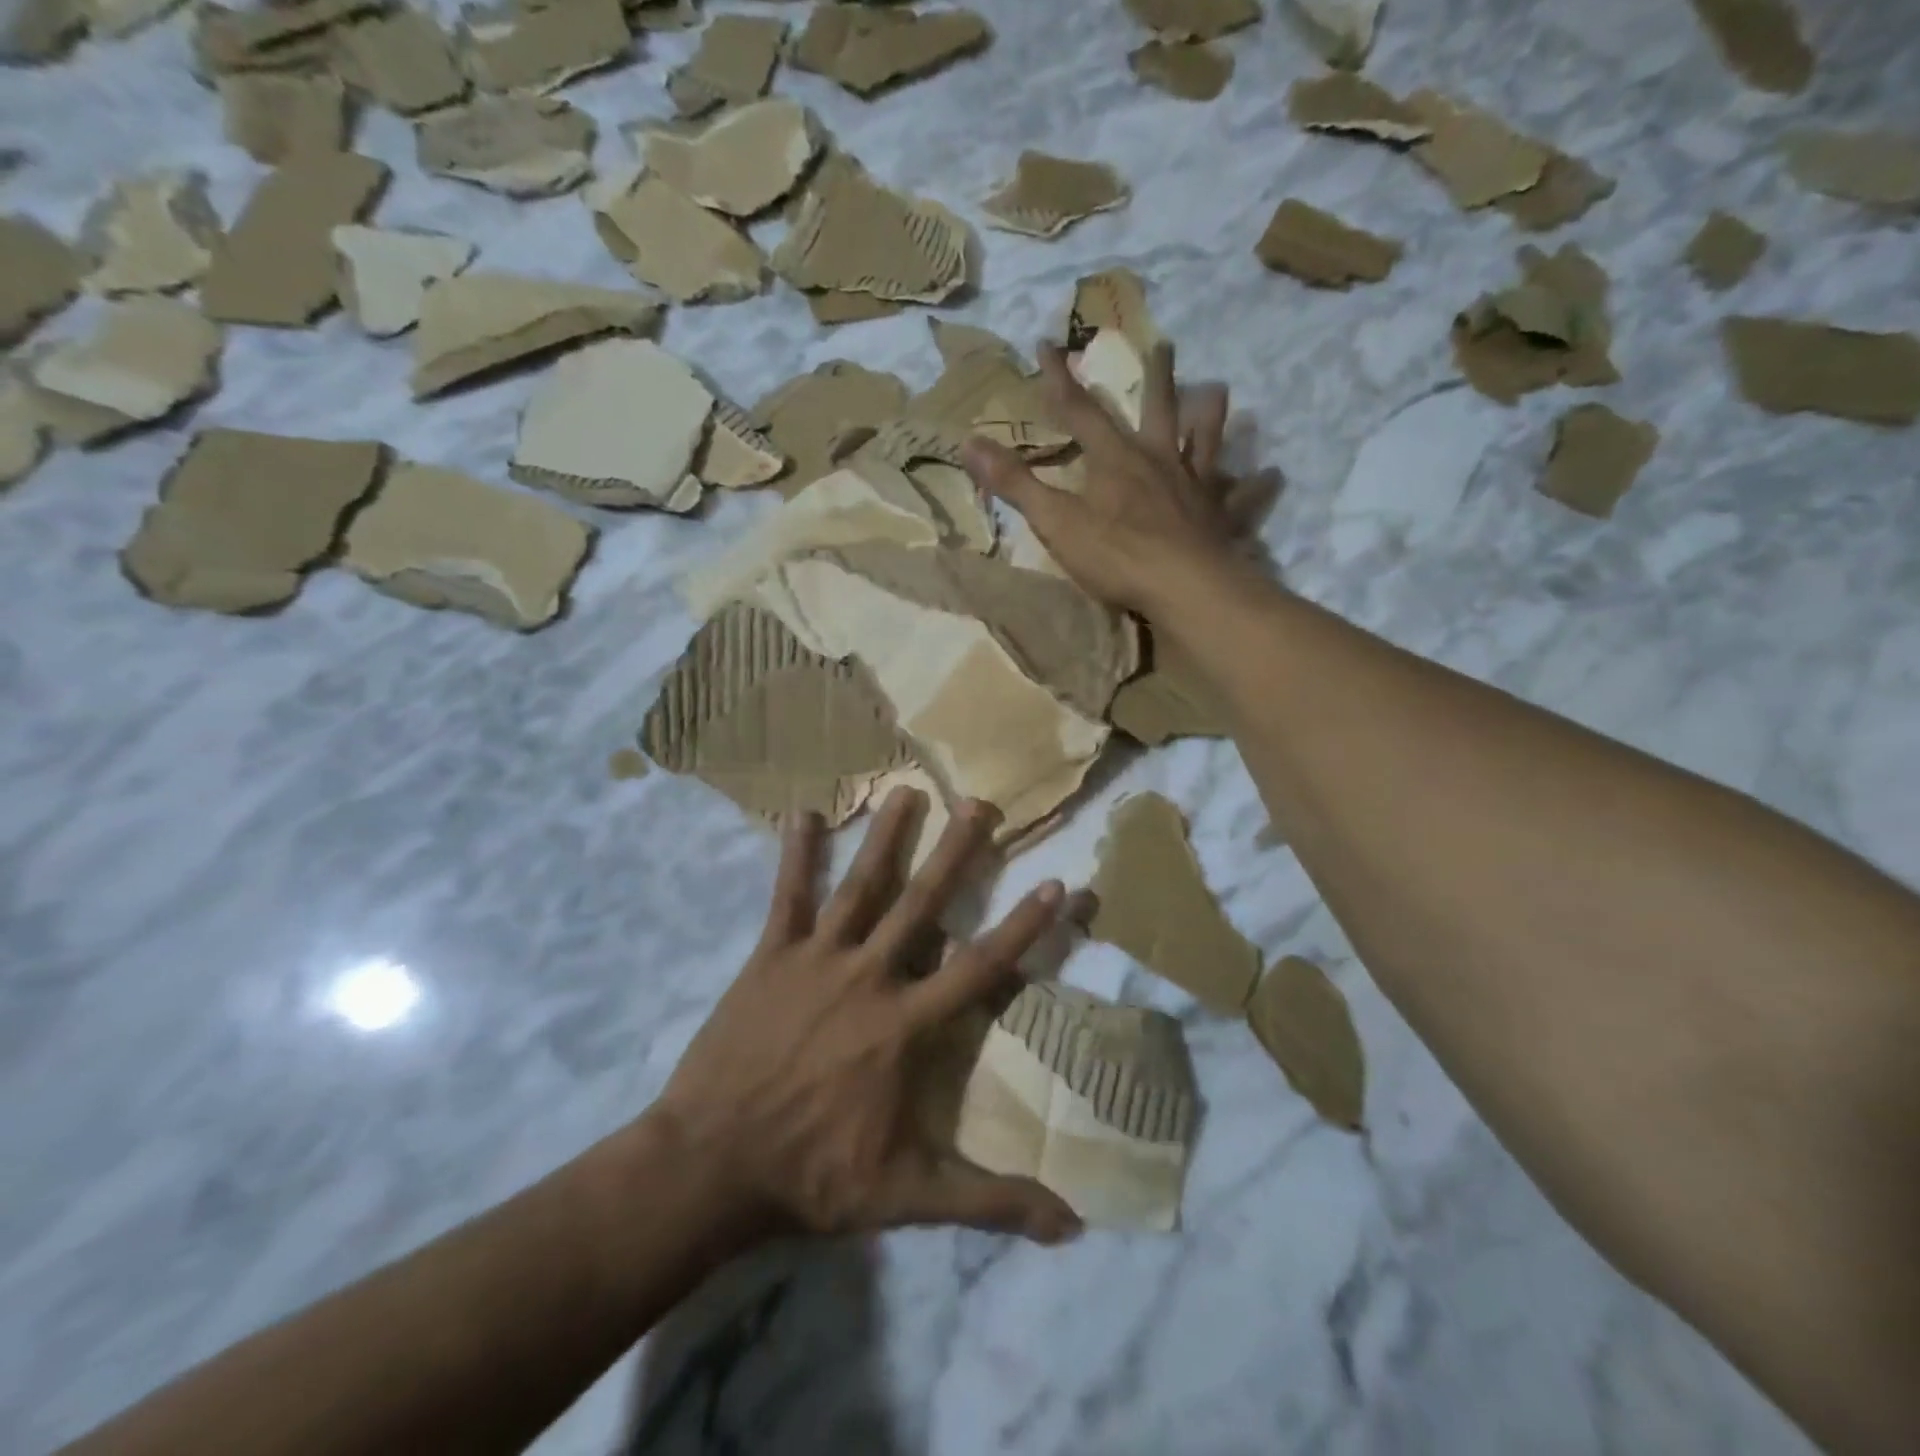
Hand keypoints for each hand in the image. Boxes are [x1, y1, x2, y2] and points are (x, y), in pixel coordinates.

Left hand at [654, 790, 1082, 1244]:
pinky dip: (796, 854)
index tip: (1055, 883)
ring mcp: (816, 960)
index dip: (1023, 927)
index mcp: (905, 1025)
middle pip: (922, 904)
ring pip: (859, 887)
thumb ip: (989, 1200)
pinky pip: (787, 896)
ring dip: (885, 837)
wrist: (711, 1165)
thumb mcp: (908, 1195)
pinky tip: (802, 812)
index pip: (979, 967)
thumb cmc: (812, 1176)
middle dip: (956, 852)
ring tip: (905, 789)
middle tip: (980, 803)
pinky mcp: (769, 956)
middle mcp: (869, 977)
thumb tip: (1071, 1224)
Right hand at [961, 341, 1249, 617]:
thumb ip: (1015, 484)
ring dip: (1212, 416)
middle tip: (1166, 344)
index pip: (1081, 411)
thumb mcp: (1055, 522)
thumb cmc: (1116, 555)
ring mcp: (1195, 488)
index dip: (1061, 380)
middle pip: (1159, 410)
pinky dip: (1257, 487)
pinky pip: (1243, 498)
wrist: (1183, 587)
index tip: (1048, 344)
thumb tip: (968, 443)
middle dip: (1156, 378)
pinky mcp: (1221, 518)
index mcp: (1115, 460)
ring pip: (1207, 442)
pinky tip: (1274, 476)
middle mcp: (1160, 461)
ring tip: (1218, 393)